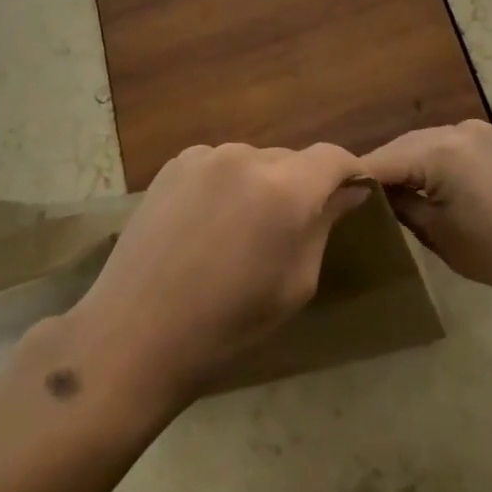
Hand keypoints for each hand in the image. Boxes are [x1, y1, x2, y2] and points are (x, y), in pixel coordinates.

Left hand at [64, 143, 368, 408]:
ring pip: (254, 160)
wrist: (135, 334)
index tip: (355, 195)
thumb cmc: (228, 323)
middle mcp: (245, 157)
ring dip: (262, 184)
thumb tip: (347, 193)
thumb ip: (323, 226)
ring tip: (244, 230)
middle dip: (303, 185)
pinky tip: (209, 223)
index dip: (350, 172)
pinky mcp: (172, 166)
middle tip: (294, 228)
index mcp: (284, 189)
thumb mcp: (296, 283)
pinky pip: (218, 165)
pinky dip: (227, 184)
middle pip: (292, 159)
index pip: (333, 157)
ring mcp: (203, 157)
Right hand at [363, 121, 491, 308]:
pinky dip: (432, 158)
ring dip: (407, 162)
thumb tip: (375, 191)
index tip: (336, 193)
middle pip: (403, 145)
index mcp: (440, 152)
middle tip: (361, 195)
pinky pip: (448, 143)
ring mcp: (478, 129)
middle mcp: (457, 129)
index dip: (358, 177)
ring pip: (424, 142)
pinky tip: (427, 181)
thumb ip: (398, 203)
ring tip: (392, 190)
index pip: (383, 160)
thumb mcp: (434, 232)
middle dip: (383, 168)